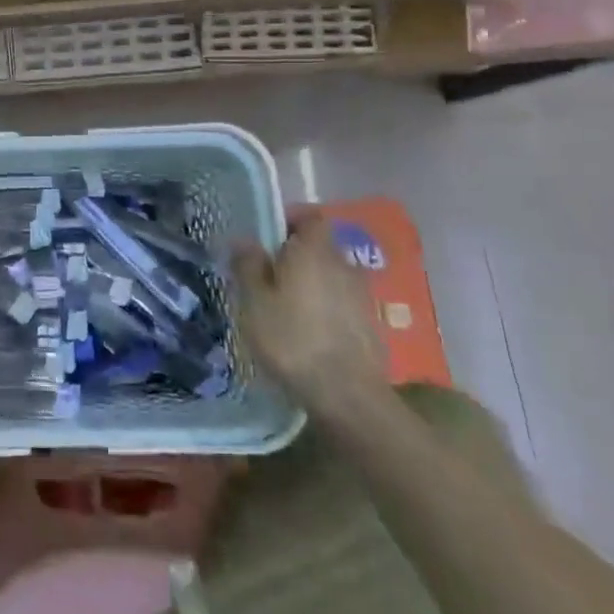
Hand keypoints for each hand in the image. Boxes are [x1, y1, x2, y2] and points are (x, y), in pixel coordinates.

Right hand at [234, 211, 387, 411]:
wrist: (348, 396)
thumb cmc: (292, 339)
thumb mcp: (254, 301)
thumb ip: (248, 265)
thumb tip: (244, 240)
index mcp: (314, 251)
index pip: (310, 216)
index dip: (290, 220)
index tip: (268, 236)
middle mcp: (343, 264)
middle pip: (319, 247)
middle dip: (295, 255)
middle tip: (267, 276)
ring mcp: (361, 295)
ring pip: (330, 276)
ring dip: (310, 283)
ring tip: (284, 307)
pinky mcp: (369, 325)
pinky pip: (340, 302)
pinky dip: (324, 308)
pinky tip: (306, 332)